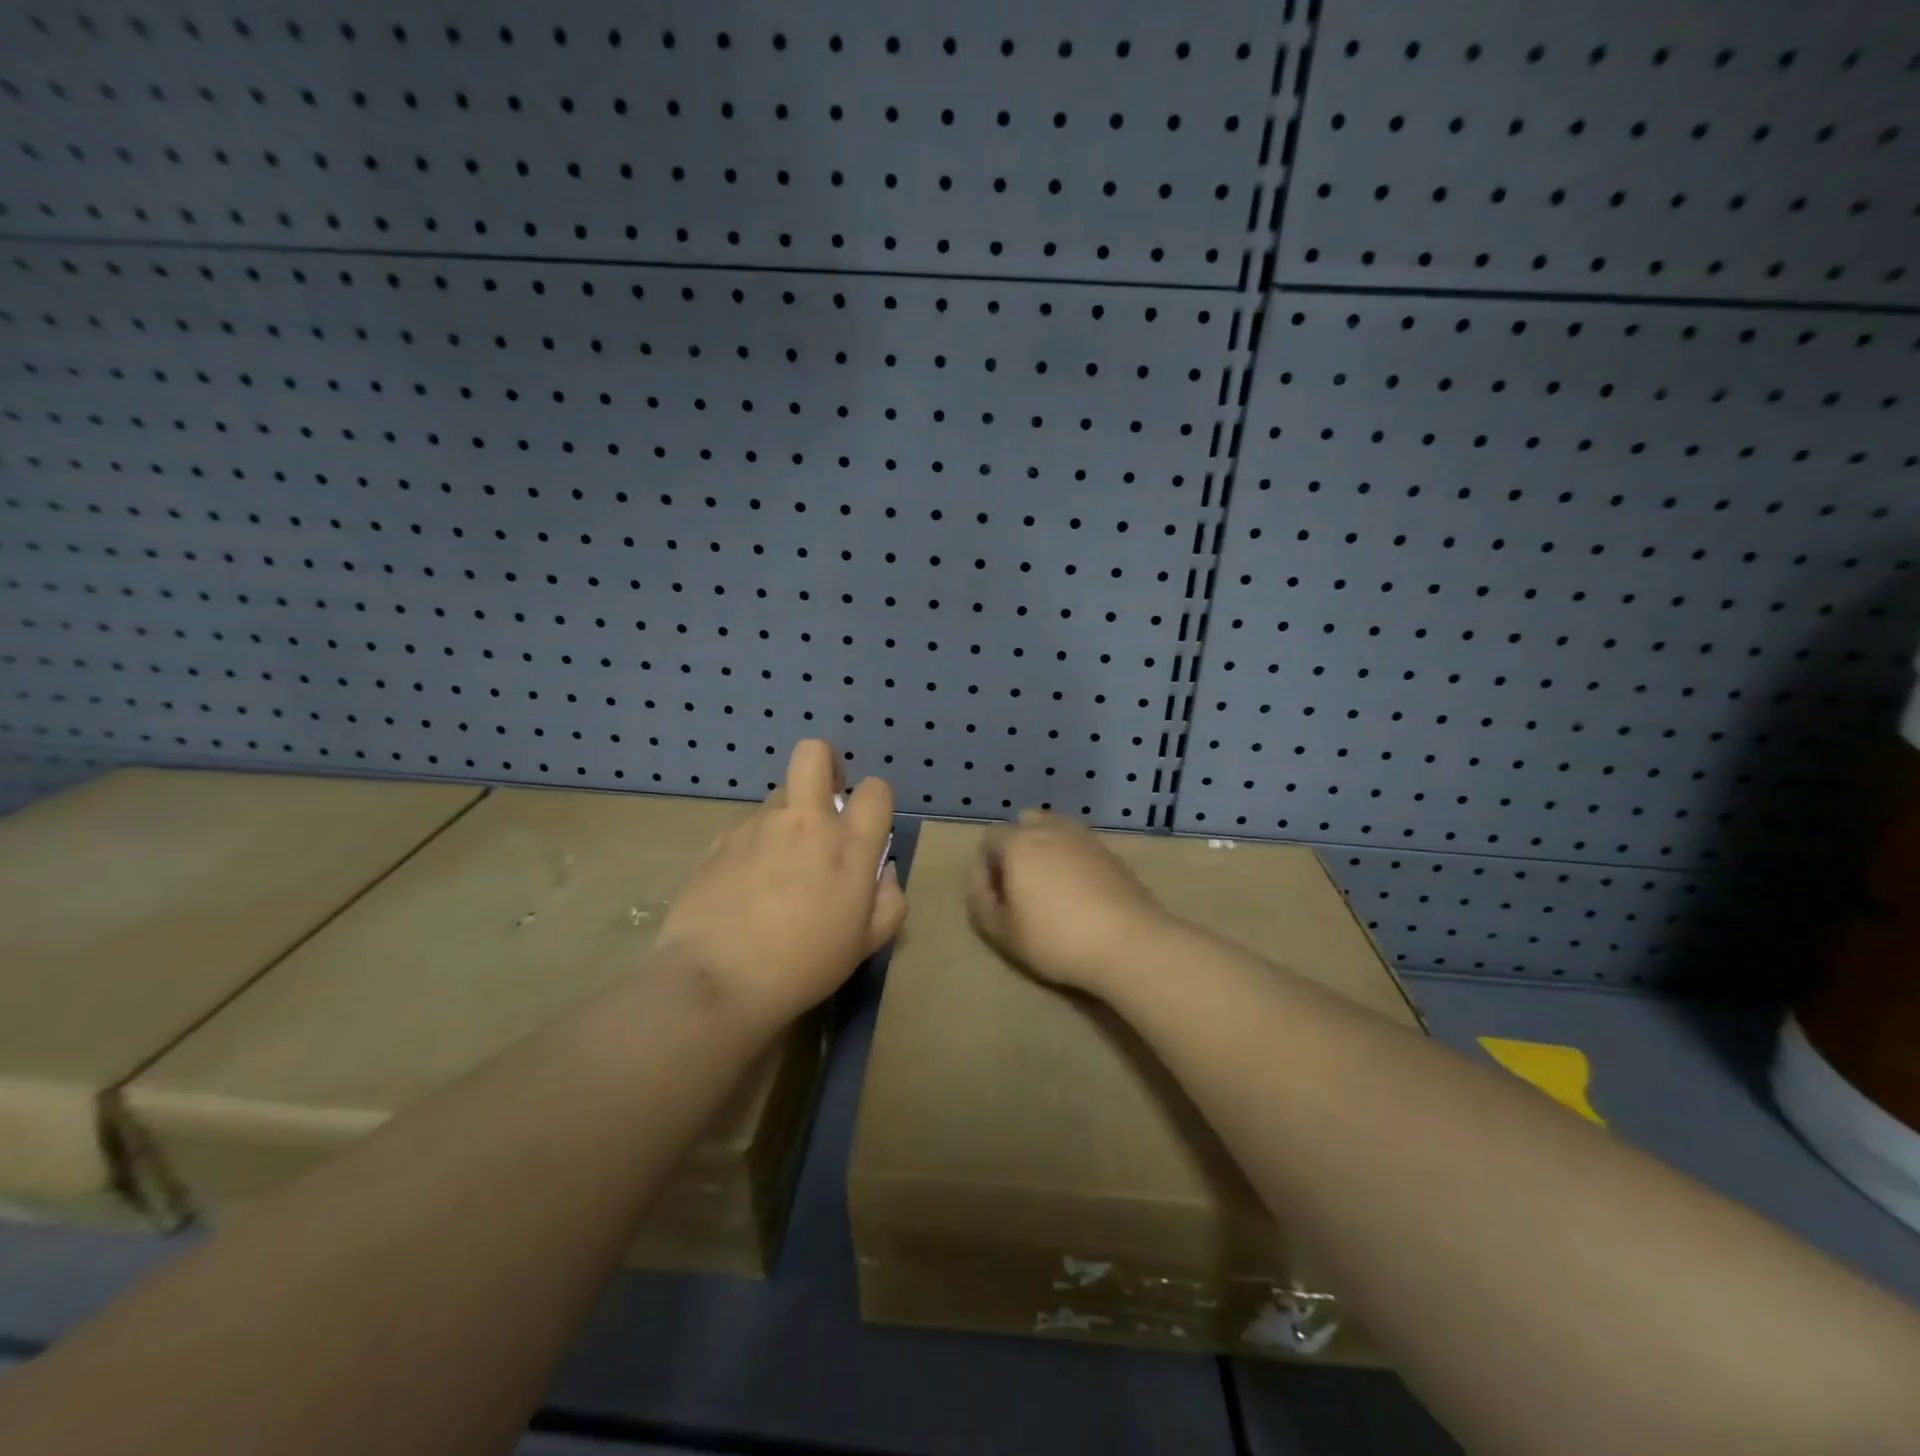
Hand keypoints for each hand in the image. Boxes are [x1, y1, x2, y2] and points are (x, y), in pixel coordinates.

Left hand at [656, 739, 905, 1031]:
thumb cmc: (803, 965)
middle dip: (825, 764)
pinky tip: (745, 886)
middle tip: (824, 799)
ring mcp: (757, 826)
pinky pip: (746, 828)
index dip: (874, 801)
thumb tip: (884, 873)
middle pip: (814, 753)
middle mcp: (803, 822)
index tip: (864, 826)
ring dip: (787, 817)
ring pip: (778, 796)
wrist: (717, 980)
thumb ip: (889, 902)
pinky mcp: (719, 840)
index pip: (874, 789)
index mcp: (847, 845)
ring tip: (777, 866)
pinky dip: (753, 845)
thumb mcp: (865, 944)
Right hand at [965, 809, 1176, 994]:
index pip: (989, 839)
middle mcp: (1050, 829)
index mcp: (1019, 842)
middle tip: (1019, 888)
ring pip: (1054, 831)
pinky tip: (1077, 892)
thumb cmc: (1056, 937)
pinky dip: (1070, 859)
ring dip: (1044, 851)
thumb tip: (980, 888)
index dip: (984, 868)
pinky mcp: (1110, 852)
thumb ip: (981, 906)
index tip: (993, 899)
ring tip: (1048, 887)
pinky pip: (1079, 846)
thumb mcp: (1003, 933)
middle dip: (1015, 850)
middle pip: (1023, 826)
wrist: (1128, 942)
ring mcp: (1084, 837)